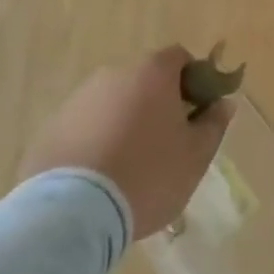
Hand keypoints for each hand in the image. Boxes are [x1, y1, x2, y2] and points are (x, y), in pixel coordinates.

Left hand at [17, 45, 232, 239]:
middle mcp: (114, 74)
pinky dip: (94, 144)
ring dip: (123, 124)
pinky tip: (96, 180)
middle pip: (144, 81)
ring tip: (126, 169)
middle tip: (164, 145)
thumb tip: (223, 103)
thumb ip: (214, 124)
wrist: (69, 214)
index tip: (195, 114)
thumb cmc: (146, 176)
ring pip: (112, 104)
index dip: (193, 81)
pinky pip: (83, 129)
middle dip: (156, 105)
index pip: (180, 58)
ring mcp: (78, 100)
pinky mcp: (50, 130)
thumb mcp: (195, 157)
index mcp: (152, 72)